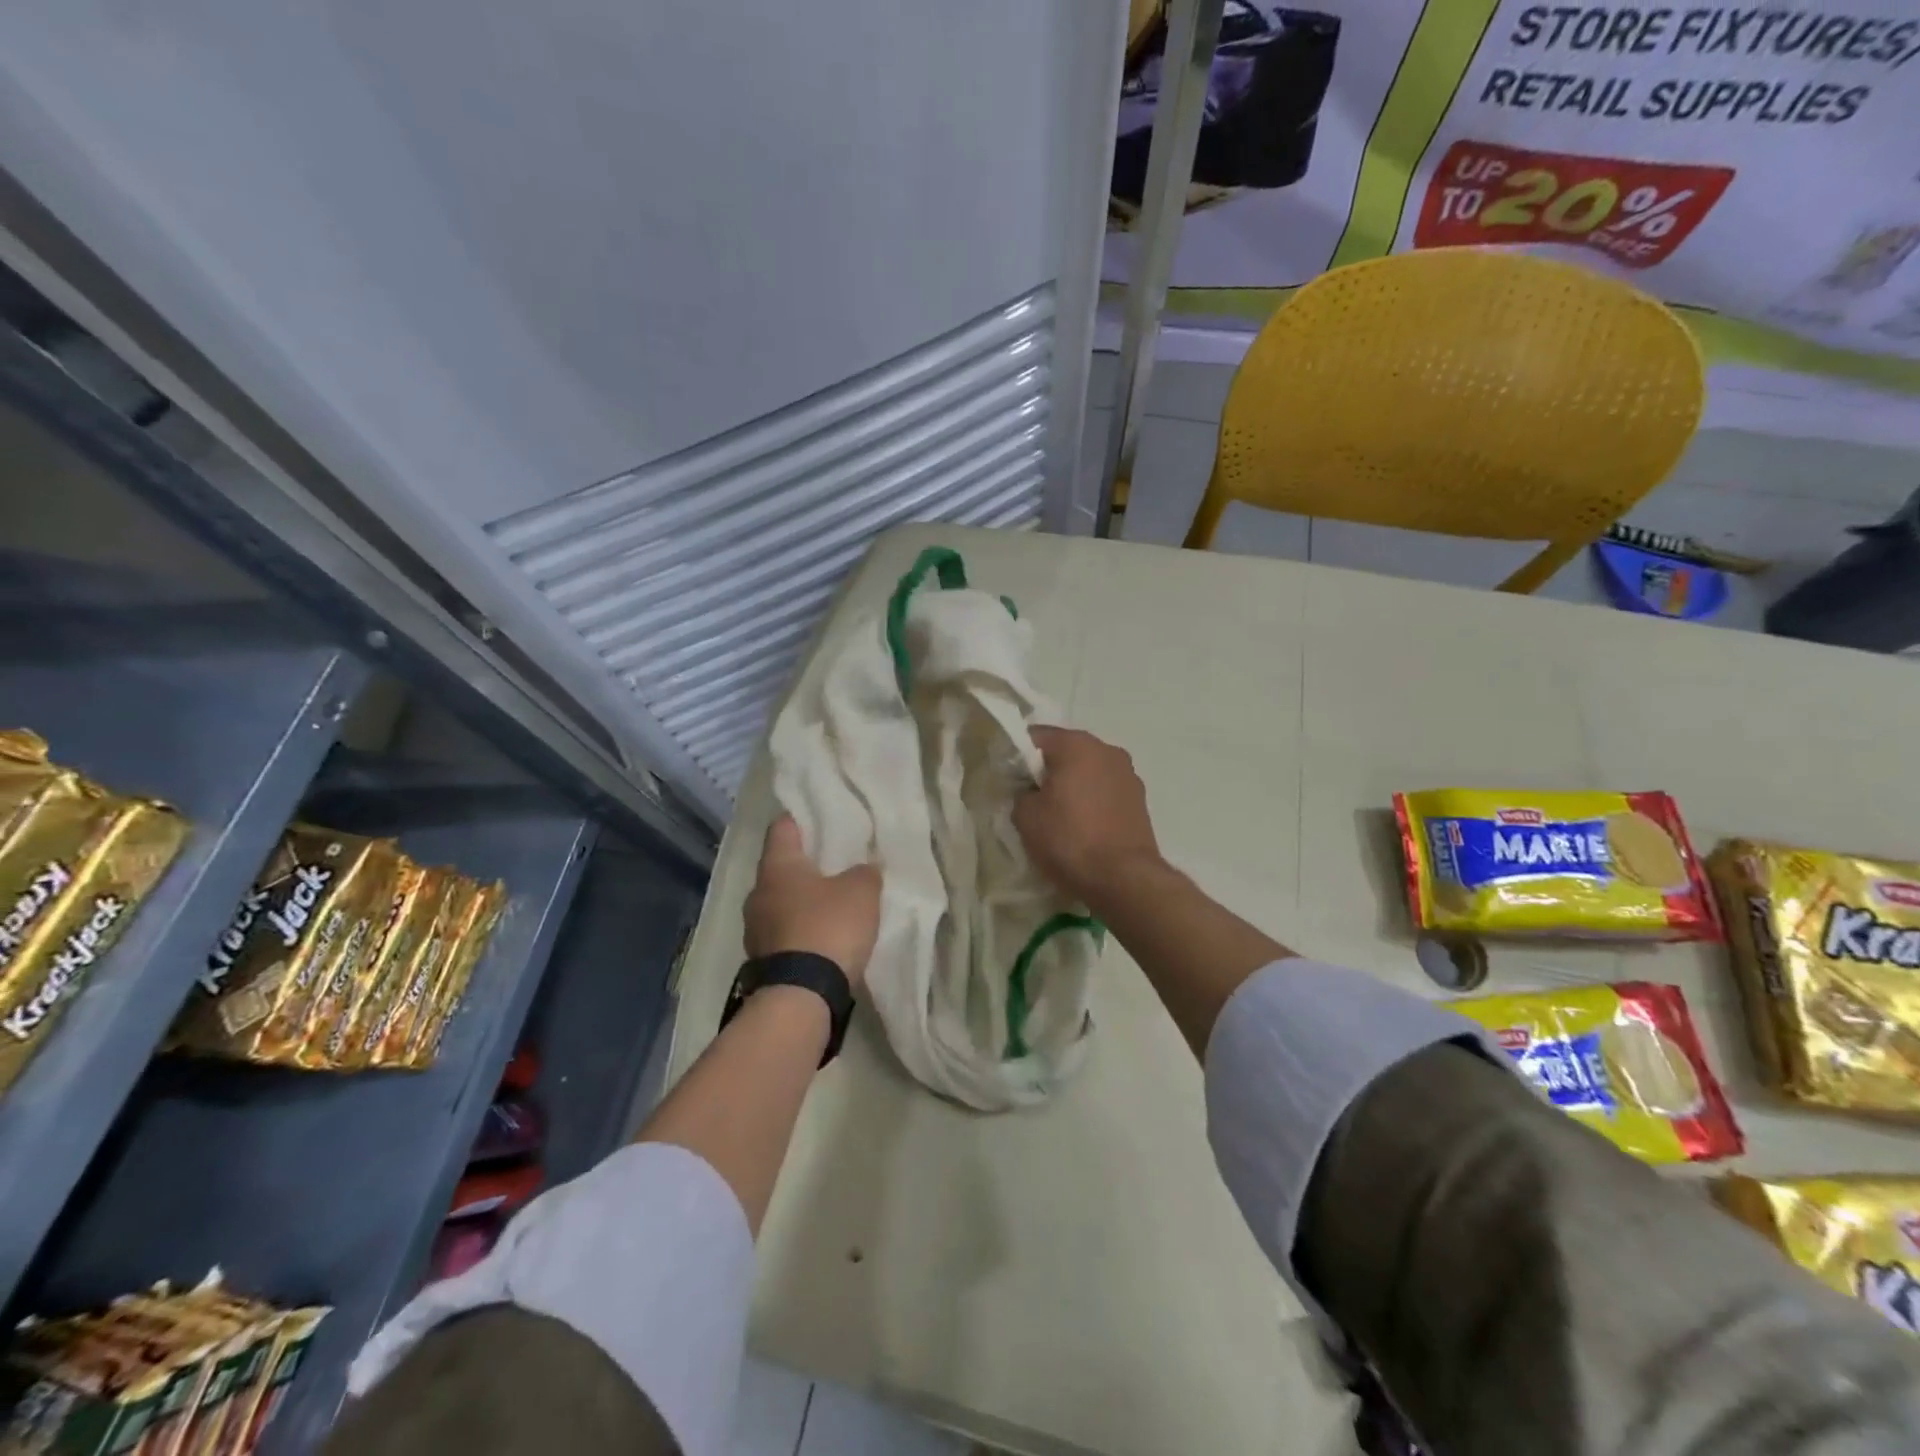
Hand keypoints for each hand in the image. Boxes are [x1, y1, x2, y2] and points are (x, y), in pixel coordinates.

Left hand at [744, 816, 880, 989]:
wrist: (800, 996)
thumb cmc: (828, 928)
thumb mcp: (862, 892)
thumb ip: (864, 872)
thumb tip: (863, 869)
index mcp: (777, 867)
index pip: (782, 827)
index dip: (801, 818)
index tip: (820, 817)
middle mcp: (757, 893)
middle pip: (780, 867)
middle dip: (805, 864)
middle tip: (834, 862)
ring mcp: (755, 929)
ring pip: (780, 902)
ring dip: (802, 901)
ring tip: (832, 903)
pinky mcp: (761, 960)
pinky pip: (783, 933)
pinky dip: (800, 930)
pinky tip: (822, 936)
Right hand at [1014, 727, 1163, 911]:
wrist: (1124, 879)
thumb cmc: (1069, 840)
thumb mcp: (1025, 816)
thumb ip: (1021, 792)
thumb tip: (1030, 792)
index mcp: (1076, 744)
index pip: (1035, 736)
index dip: (1017, 755)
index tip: (1008, 779)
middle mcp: (1107, 749)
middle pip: (1065, 752)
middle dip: (1047, 771)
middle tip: (1030, 798)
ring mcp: (1128, 774)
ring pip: (1088, 772)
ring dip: (1073, 786)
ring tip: (1058, 816)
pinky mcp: (1140, 800)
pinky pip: (1105, 791)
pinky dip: (1092, 802)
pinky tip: (1083, 827)